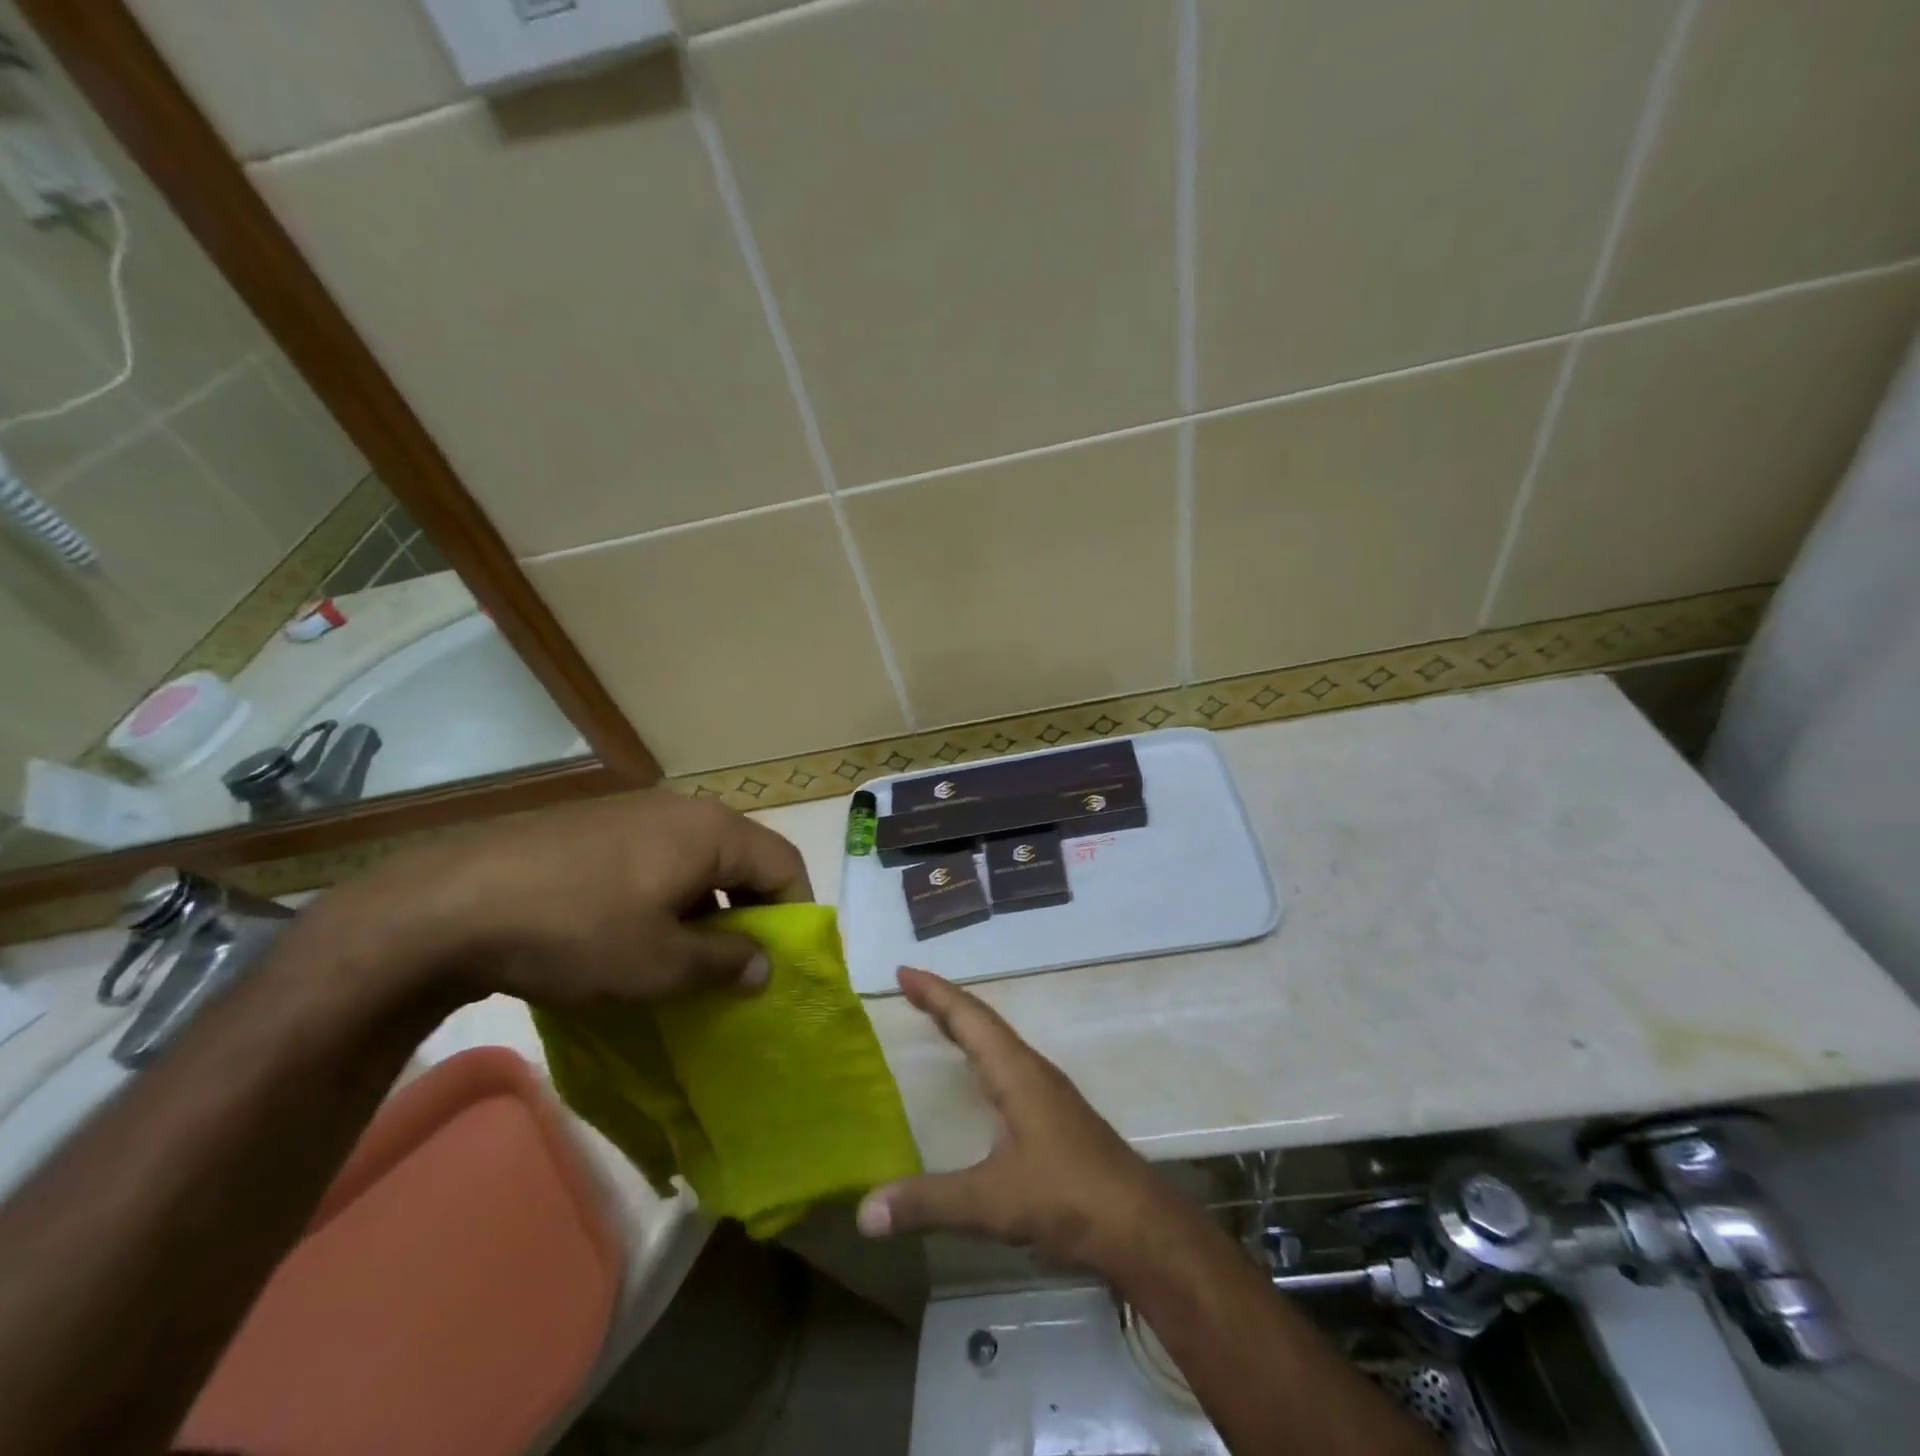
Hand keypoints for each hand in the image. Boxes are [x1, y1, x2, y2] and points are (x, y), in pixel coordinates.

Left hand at [296, 790, 811, 1007]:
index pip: (784, 865)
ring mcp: (636, 812)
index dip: (796, 914)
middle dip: (750, 912)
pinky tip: (636, 931)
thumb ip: (725, 963)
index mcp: (713, 831)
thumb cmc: (577, 931)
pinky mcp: (597, 826)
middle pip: (743, 858)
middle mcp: (684, 809)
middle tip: (738, 964)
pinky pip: (658, 857)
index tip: (784, 962)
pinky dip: (669, 894)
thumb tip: (765, 965)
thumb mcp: (660, 964)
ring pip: (699, 859)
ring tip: (686, 954)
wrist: (448, 905)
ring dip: (708, 906)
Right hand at [856, 967, 1173, 1273]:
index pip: (970, 1018)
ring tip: (938, 1023)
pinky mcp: (1056, 1118)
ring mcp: (1048, 1094)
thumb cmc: (1067, 1197)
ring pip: (999, 1045)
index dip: (935, 993)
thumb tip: (865, 1210)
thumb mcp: (992, 1201)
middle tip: (910, 989)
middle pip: (983, 1024)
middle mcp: (1032, 1072)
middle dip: (945, 1004)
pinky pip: (1009, 1069)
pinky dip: (982, 1058)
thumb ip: (928, 1202)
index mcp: (1016, 1072)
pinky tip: (979, 1080)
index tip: (904, 973)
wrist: (1140, 1226)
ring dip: (967, 1028)